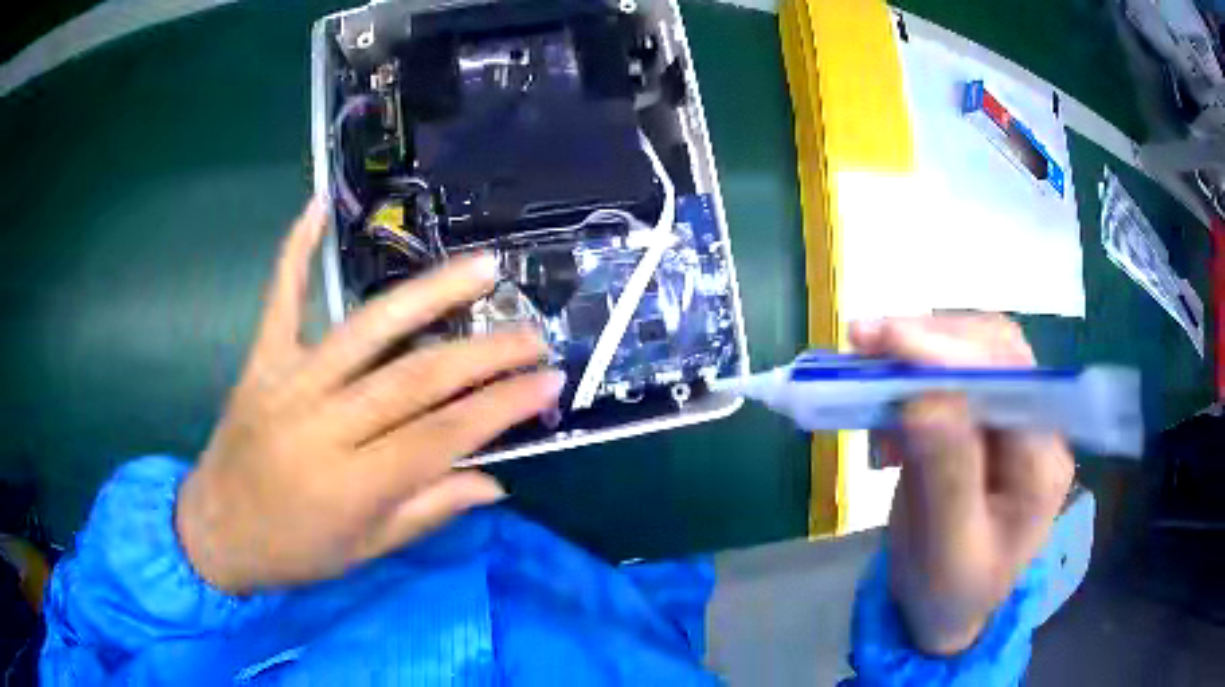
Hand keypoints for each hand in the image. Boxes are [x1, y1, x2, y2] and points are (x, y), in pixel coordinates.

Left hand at [176, 198, 563, 593]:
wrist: (215, 533)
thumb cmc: (293, 553)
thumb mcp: (366, 551)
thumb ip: (429, 511)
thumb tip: (495, 480)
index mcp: (351, 486)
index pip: (442, 437)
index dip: (501, 407)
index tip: (548, 381)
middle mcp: (321, 428)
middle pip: (414, 380)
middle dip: (483, 355)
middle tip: (532, 332)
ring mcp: (286, 385)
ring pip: (365, 332)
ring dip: (427, 295)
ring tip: (479, 269)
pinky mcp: (260, 363)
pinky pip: (279, 299)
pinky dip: (295, 250)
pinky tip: (317, 204)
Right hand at [850, 315, 1074, 654]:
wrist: (942, 610)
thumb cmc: (947, 592)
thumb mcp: (946, 551)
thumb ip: (946, 476)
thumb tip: (925, 395)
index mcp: (1041, 463)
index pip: (1012, 380)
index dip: (955, 351)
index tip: (888, 342)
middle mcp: (1035, 427)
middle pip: (996, 350)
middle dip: (933, 337)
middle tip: (866, 340)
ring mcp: (1009, 420)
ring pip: (973, 351)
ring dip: (918, 348)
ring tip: (866, 362)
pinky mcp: (980, 420)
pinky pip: (950, 374)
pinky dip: (910, 374)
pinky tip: (883, 401)